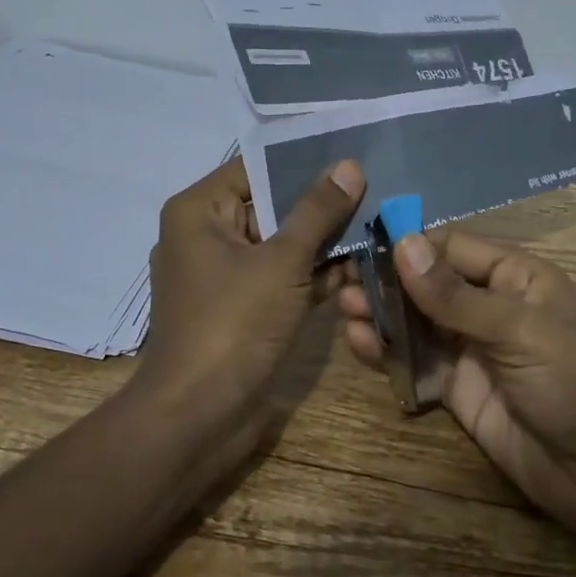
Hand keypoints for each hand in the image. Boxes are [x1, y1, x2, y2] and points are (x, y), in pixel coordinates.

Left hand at [138, 156, 364, 450]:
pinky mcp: (241, 308)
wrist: (197, 418)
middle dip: (322, 207)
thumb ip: (317, 211)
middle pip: (271, 206)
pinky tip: (360, 271)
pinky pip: (279, 278)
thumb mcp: (281, 262)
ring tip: (377, 230)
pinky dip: (312, 276)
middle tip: (377, 194)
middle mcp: (205, 235)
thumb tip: (349, 165)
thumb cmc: (233, 325)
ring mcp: (223, 275)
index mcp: (199, 211)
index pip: (256, 168)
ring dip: (324, 245)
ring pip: (280, 245)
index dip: (304, 162)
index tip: (354, 158)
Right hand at [340, 228, 575, 549]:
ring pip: (417, 322)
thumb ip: (454, 295)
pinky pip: (416, 364)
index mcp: (515, 276)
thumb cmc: (575, 382)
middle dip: (387, 281)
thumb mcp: (517, 330)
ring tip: (344, 310)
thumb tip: (402, 243)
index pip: (451, 247)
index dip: (409, 244)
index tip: (361, 243)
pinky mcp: (458, 390)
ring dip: (382, 314)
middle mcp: (489, 306)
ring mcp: (472, 349)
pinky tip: (360, 345)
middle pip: (428, 283)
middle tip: (341, 282)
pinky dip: (388, 354)